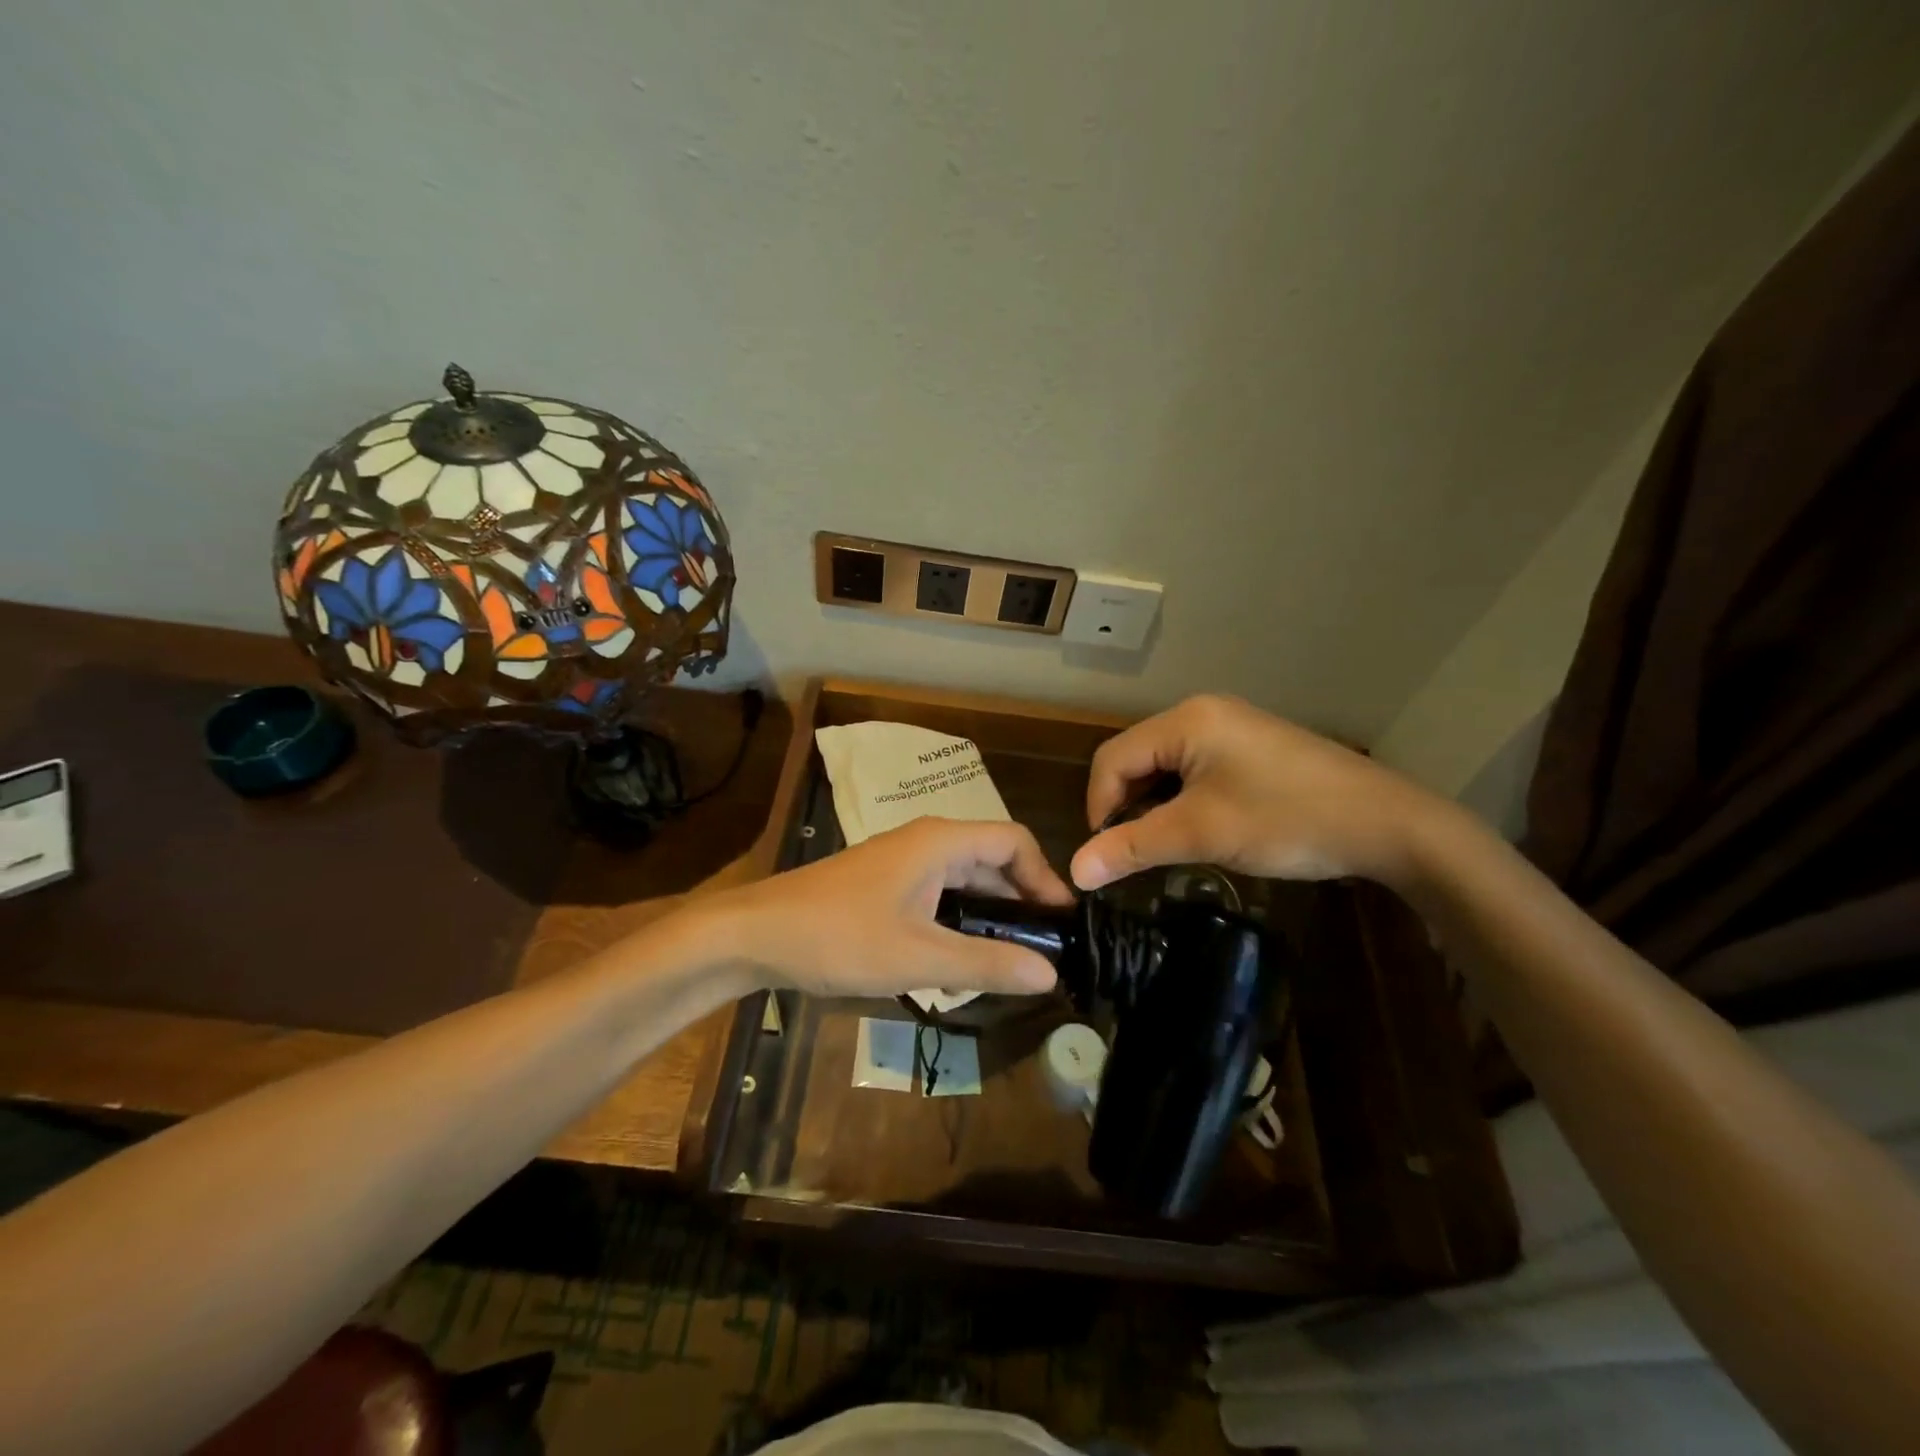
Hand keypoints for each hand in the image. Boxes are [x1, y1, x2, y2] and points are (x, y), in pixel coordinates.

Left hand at [713, 817, 1074, 997]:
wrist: (756, 934)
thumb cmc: (839, 938)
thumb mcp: (918, 956)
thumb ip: (986, 963)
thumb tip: (1050, 973)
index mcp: (940, 842)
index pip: (1014, 842)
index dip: (1046, 878)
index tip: (1062, 924)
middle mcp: (926, 842)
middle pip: (992, 860)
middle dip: (1021, 901)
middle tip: (1044, 951)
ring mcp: (902, 862)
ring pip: (964, 880)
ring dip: (990, 914)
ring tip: (1011, 960)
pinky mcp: (885, 885)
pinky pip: (939, 894)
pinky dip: (960, 920)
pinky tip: (962, 959)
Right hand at [1069, 694, 1445, 892]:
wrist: (1389, 825)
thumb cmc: (1286, 819)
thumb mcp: (1202, 834)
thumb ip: (1133, 847)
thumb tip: (1075, 872)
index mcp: (1186, 720)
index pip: (1112, 758)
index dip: (1099, 807)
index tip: (1109, 854)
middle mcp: (1203, 713)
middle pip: (1137, 758)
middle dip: (1128, 806)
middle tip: (1138, 852)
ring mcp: (1232, 728)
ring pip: (1166, 767)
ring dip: (1156, 806)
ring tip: (1169, 845)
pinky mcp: (1252, 748)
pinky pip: (1197, 770)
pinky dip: (1185, 800)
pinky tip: (1202, 829)